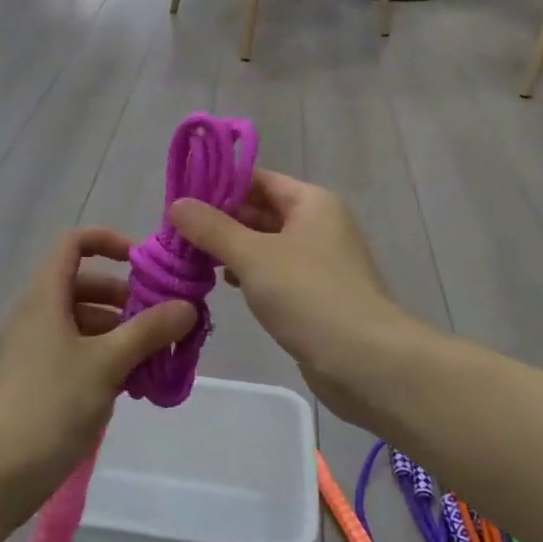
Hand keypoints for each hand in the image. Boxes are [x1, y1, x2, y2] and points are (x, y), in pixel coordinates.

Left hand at [0, 228, 196, 505]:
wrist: (0, 471)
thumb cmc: (53, 404)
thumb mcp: (108, 363)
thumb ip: (148, 330)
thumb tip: (187, 307)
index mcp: (45, 296)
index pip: (74, 243)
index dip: (109, 242)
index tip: (143, 266)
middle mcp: (35, 312)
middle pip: (83, 284)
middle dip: (125, 298)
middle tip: (160, 322)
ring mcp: (32, 346)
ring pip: (81, 321)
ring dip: (119, 331)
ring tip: (154, 359)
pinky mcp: (34, 377)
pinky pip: (73, 350)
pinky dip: (102, 356)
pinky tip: (131, 384)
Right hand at [171, 170, 413, 426]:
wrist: (366, 362)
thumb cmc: (309, 296)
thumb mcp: (253, 256)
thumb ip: (212, 229)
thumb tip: (177, 204)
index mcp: (310, 202)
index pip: (256, 179)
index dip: (218, 185)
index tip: (180, 199)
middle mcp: (318, 224)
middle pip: (260, 210)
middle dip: (220, 221)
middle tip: (176, 233)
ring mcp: (319, 261)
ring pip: (265, 243)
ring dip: (231, 249)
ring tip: (191, 258)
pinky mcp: (316, 294)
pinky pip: (275, 272)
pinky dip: (249, 273)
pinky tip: (224, 283)